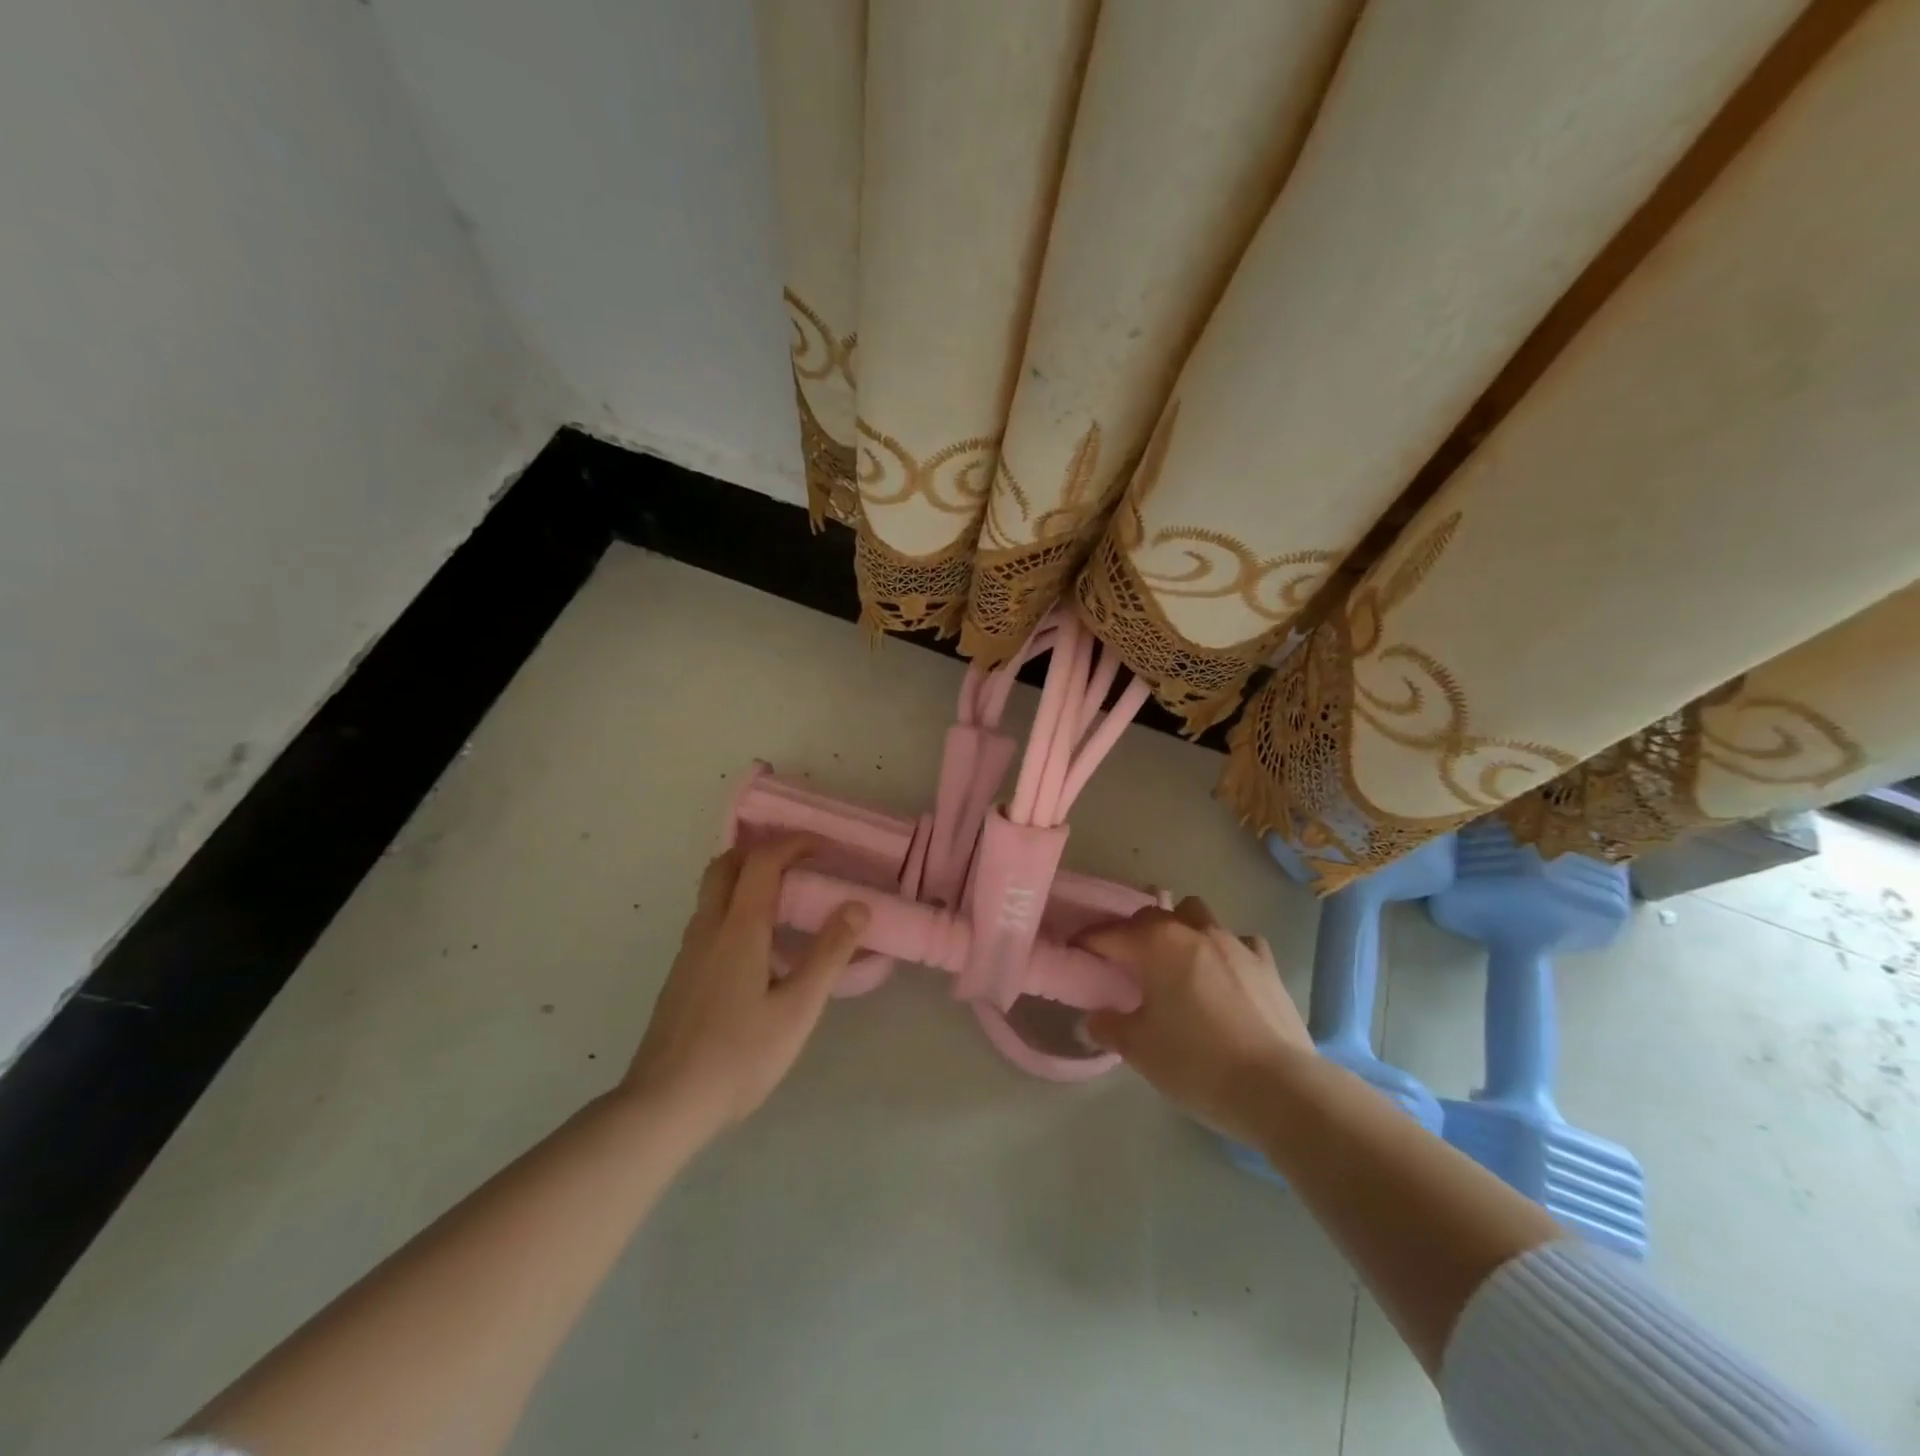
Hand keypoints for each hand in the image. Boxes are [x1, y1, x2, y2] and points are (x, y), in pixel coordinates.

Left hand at [624, 837, 868, 1137]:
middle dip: (763, 849)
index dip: (794, 843)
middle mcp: (708, 928)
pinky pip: (709, 917)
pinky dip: (735, 904)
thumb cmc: (739, 1057)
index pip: (762, 860)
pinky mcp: (681, 974)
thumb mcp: (797, 1008)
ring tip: (785, 898)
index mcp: (739, 928)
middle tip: (800, 863)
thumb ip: (829, 954)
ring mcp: (689, 951)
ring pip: (713, 890)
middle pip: (727, 863)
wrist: (664, 1105)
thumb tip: (857, 906)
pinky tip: (758, 945)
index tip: (825, 848)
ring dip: (746, 875)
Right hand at [1079, 897, 1311, 1142]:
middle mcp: (1192, 931)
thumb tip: (1092, 1019)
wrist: (1278, 1088)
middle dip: (1134, 932)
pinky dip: (1225, 950)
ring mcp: (1234, 942)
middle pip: (1152, 915)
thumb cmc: (1197, 1063)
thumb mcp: (1140, 1050)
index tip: (1076, 951)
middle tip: (1126, 962)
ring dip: (1181, 928)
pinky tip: (1225, 975)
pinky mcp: (1266, 963)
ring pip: (1196, 914)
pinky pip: (1239, 941)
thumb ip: (1110, 1027)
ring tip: (1177, 961)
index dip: (1088, 942)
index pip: (1109, 934)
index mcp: (1156, 945)